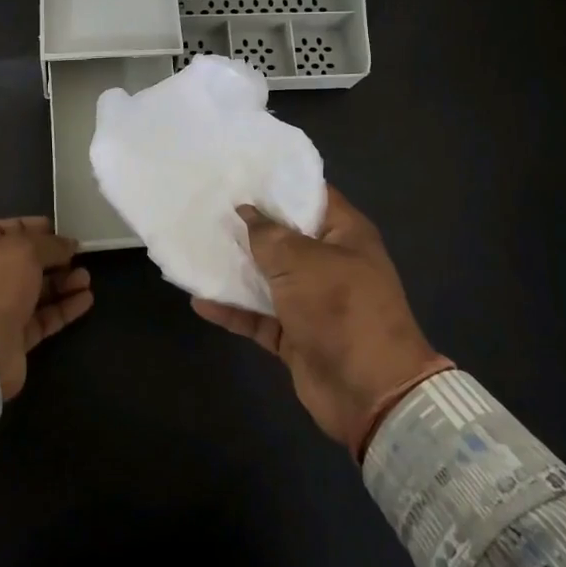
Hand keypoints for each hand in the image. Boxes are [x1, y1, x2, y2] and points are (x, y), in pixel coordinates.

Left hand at [0, 217, 93, 398]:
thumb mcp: (23, 249)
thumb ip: (49, 243)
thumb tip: (69, 244)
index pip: (0, 230)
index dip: (30, 227)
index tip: (59, 228)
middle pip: (20, 262)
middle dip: (51, 257)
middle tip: (78, 254)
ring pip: (33, 291)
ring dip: (61, 282)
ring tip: (86, 278)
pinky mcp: (11, 338)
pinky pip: (41, 317)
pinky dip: (63, 307)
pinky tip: (86, 299)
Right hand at [193, 188, 438, 450]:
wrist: (369, 392)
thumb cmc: (341, 309)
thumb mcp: (302, 262)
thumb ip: (269, 235)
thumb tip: (246, 211)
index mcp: (344, 234)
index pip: (310, 195)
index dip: (276, 184)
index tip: (237, 173)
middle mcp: (329, 262)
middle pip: (283, 236)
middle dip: (247, 225)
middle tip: (205, 207)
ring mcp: (311, 300)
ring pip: (267, 277)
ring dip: (235, 269)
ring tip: (196, 248)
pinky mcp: (294, 334)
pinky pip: (258, 316)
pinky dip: (232, 310)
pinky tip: (199, 300)